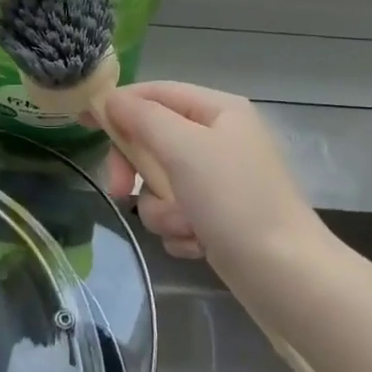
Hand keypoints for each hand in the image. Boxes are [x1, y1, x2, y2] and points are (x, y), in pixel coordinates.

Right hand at [99, 82, 320, 272]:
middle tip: (122, 192)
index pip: (157, 93)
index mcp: (218, 110)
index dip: (119, 104)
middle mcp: (219, 139)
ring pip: (161, 183)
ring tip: (187, 227)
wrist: (288, 278)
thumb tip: (111, 100)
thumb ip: (143, 119)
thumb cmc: (235, 201)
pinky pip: (177, 214)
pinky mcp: (218, 218)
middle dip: (139, 170)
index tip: (84, 123)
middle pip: (154, 140)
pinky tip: (199, 245)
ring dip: (164, 209)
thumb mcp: (185, 149)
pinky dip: (181, 231)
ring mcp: (219, 181)